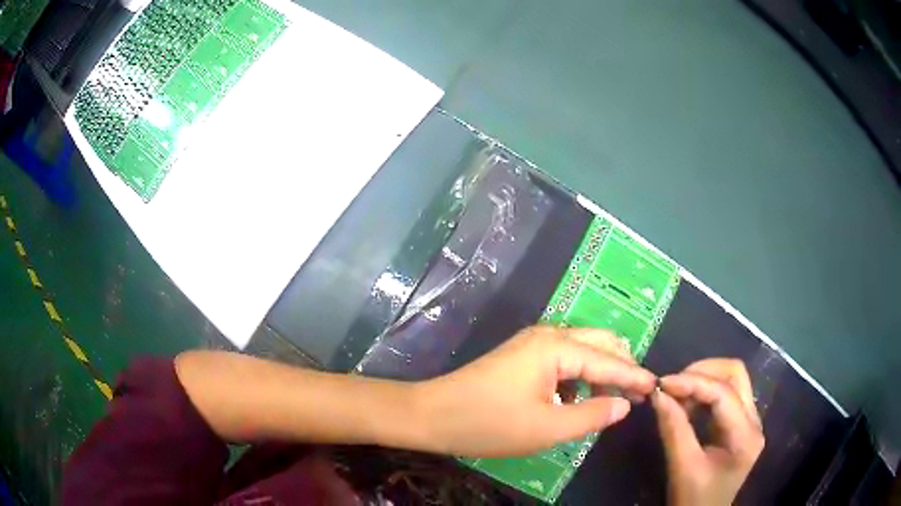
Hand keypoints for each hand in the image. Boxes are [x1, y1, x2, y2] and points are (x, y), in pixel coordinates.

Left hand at [417, 326, 656, 457]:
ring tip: (610, 402)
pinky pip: (564, 359)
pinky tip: (577, 400)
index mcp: (557, 348)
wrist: (433, 414)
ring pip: (583, 350)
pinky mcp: (522, 355)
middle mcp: (549, 335)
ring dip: (601, 372)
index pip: (610, 361)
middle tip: (636, 395)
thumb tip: (624, 405)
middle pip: (601, 344)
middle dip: (622, 367)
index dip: (635, 377)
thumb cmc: (490, 424)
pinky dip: (579, 377)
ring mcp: (533, 343)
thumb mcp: (548, 428)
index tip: (658, 388)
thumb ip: (592, 415)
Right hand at [652, 359, 764, 505]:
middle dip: (703, 372)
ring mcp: (750, 421)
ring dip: (703, 380)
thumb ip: (673, 429)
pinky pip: (725, 394)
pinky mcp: (740, 423)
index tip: (662, 383)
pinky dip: (704, 392)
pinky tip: (687, 404)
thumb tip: (657, 394)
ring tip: (677, 395)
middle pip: (736, 374)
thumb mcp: (682, 467)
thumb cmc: (694, 499)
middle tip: (673, 384)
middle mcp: (754, 421)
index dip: (693, 382)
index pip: (723, 394)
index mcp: (745, 435)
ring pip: (732, 380)